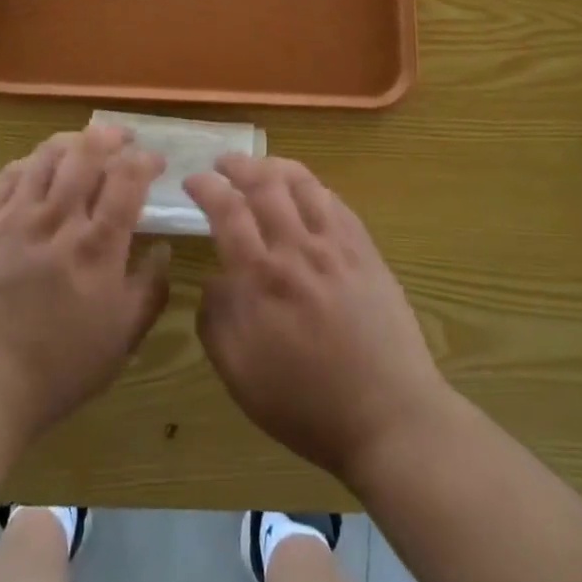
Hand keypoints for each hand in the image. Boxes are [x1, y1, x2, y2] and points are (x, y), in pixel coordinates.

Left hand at [0, 126, 170, 442]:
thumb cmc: (58, 368)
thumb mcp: (121, 339)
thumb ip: (150, 289)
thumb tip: (164, 248)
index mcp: (98, 246)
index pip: (127, 179)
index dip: (145, 160)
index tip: (155, 162)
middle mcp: (59, 219)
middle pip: (87, 153)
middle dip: (110, 136)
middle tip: (123, 139)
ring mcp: (17, 217)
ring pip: (47, 155)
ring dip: (72, 141)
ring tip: (83, 145)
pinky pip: (9, 174)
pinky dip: (30, 162)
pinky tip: (39, 168)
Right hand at [185, 154, 450, 480]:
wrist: (388, 417)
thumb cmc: (306, 405)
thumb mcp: (240, 375)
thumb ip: (217, 319)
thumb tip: (216, 278)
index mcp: (261, 278)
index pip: (227, 210)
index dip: (207, 187)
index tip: (193, 180)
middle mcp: (297, 249)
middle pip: (265, 184)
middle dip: (239, 165)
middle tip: (224, 164)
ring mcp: (336, 246)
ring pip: (304, 183)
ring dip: (276, 166)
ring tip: (262, 167)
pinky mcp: (366, 251)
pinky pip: (336, 203)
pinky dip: (314, 187)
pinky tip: (306, 192)